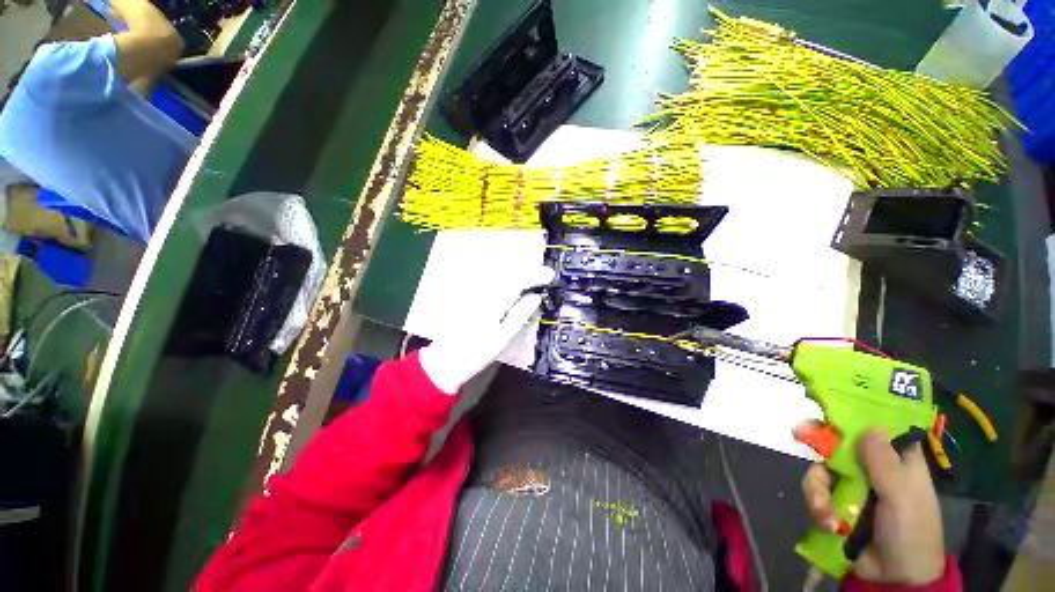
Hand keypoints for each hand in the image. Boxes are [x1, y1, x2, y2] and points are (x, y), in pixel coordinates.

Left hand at [418, 265, 554, 393]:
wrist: (443, 361)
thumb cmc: (474, 354)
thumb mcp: (501, 338)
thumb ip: (519, 315)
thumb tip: (536, 297)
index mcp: (492, 302)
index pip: (517, 281)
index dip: (535, 276)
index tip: (549, 276)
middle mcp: (482, 291)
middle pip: (508, 273)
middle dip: (528, 272)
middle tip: (544, 277)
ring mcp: (472, 292)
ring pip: (499, 275)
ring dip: (517, 274)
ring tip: (532, 280)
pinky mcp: (467, 295)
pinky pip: (490, 281)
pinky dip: (505, 280)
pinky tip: (511, 287)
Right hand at [802, 428, 944, 585]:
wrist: (894, 579)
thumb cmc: (910, 531)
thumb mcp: (902, 495)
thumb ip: (884, 461)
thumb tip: (871, 425)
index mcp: (897, 462)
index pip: (875, 429)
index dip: (853, 417)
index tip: (828, 409)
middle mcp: (872, 470)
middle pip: (838, 445)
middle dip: (819, 445)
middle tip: (797, 433)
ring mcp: (852, 488)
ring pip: (821, 470)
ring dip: (817, 491)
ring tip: (825, 514)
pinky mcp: (836, 505)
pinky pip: (816, 494)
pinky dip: (818, 508)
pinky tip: (828, 524)